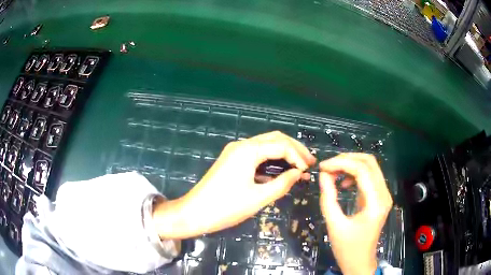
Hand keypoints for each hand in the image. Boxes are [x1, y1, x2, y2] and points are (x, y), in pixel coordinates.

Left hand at [153, 131, 315, 238]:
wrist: (194, 212)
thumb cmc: (226, 207)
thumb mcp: (258, 198)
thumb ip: (282, 184)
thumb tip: (298, 173)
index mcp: (248, 150)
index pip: (281, 145)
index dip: (298, 157)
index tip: (309, 171)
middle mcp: (242, 145)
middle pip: (275, 138)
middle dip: (294, 149)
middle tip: (309, 162)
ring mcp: (235, 151)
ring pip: (266, 144)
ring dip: (284, 153)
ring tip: (300, 165)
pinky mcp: (232, 159)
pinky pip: (257, 154)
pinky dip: (271, 159)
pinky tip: (281, 169)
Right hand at [318, 153, 392, 274]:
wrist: (360, 262)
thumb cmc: (347, 248)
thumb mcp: (334, 225)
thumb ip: (328, 198)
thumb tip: (323, 175)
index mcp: (376, 202)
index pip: (362, 170)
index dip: (341, 163)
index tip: (322, 167)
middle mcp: (384, 194)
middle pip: (369, 162)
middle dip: (347, 159)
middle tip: (327, 167)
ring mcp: (384, 195)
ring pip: (370, 167)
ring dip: (350, 165)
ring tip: (332, 174)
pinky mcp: (379, 197)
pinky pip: (369, 177)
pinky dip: (355, 174)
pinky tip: (343, 184)